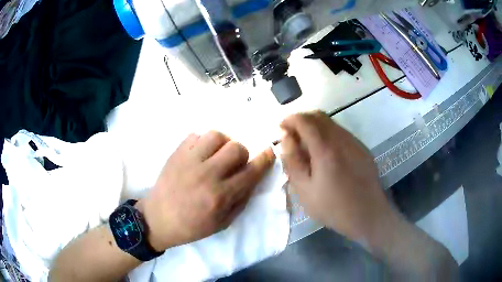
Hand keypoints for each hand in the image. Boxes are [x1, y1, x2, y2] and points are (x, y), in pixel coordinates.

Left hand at [139, 131, 274, 250]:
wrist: (158, 219)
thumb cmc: (192, 226)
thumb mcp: (223, 223)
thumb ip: (242, 200)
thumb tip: (254, 178)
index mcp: (220, 196)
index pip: (251, 171)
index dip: (265, 159)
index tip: (269, 152)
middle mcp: (207, 174)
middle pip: (236, 147)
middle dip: (242, 154)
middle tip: (234, 163)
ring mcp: (189, 160)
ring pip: (217, 135)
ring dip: (223, 143)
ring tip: (217, 154)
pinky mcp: (176, 153)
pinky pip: (196, 135)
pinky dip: (203, 142)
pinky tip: (200, 154)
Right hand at [280, 111, 397, 241]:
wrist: (368, 214)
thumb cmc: (333, 207)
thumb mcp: (304, 190)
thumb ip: (292, 161)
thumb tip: (286, 137)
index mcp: (325, 148)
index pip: (304, 121)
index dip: (290, 119)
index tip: (281, 127)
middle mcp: (341, 139)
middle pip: (319, 116)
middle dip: (302, 120)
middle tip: (293, 135)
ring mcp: (354, 142)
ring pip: (331, 123)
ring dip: (316, 127)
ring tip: (309, 145)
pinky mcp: (362, 148)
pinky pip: (342, 133)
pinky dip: (329, 134)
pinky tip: (327, 154)